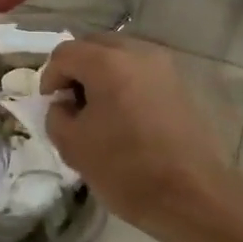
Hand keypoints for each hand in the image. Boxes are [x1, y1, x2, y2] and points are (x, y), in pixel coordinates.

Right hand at [41, 36, 230, 231]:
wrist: (192, 195)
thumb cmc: (126, 170)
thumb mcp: (73, 146)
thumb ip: (57, 115)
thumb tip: (65, 104)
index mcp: (107, 63)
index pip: (65, 53)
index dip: (50, 77)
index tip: (51, 105)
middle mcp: (139, 52)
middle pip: (96, 46)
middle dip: (78, 69)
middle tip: (73, 104)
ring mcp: (165, 66)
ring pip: (122, 56)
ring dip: (104, 75)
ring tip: (100, 111)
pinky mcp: (182, 84)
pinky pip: (144, 72)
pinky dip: (128, 84)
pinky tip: (127, 117)